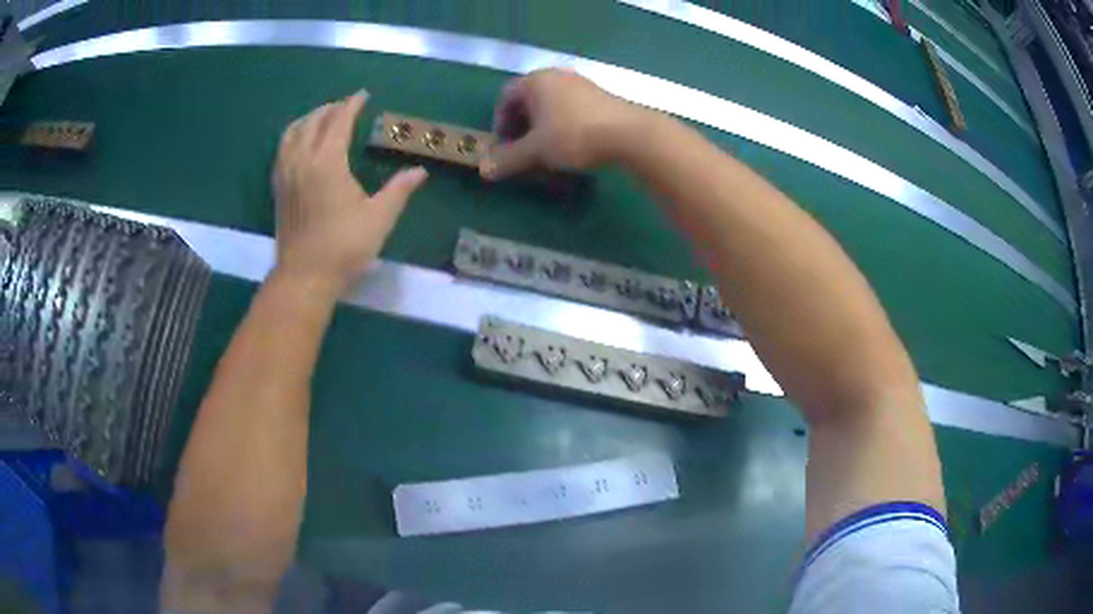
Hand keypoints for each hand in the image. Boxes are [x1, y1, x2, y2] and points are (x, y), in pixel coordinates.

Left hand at [272, 91, 426, 296]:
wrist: (304, 276)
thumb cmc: (344, 247)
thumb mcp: (379, 218)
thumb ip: (399, 189)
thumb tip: (420, 171)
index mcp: (328, 162)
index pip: (339, 122)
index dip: (352, 105)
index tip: (363, 95)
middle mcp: (303, 160)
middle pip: (314, 121)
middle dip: (331, 108)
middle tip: (346, 106)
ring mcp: (286, 173)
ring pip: (293, 132)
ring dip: (309, 118)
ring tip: (322, 117)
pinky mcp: (278, 188)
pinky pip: (282, 150)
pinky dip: (293, 136)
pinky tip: (300, 143)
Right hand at [480, 68, 647, 180]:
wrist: (630, 134)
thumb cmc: (574, 135)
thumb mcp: (536, 150)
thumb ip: (508, 159)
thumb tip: (484, 171)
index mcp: (535, 80)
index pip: (505, 98)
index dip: (500, 123)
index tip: (504, 147)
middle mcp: (556, 76)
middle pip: (529, 103)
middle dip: (522, 130)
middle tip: (523, 154)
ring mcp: (581, 85)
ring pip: (551, 109)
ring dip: (543, 133)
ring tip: (547, 156)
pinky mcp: (600, 98)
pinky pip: (571, 112)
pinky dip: (563, 130)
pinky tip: (571, 151)